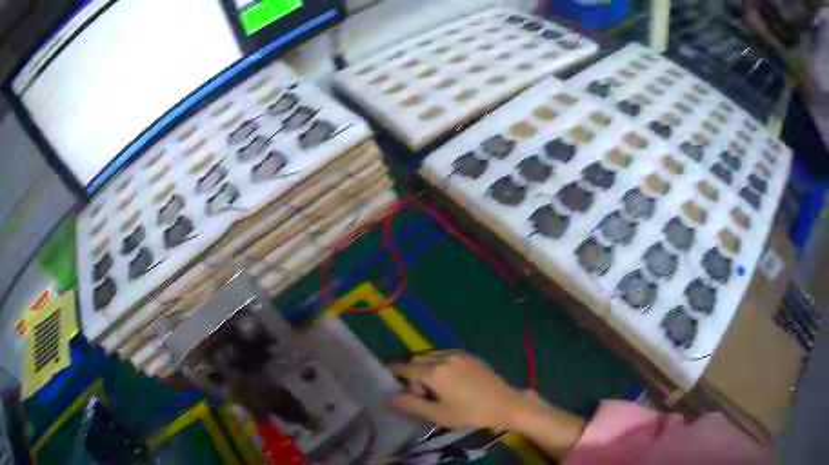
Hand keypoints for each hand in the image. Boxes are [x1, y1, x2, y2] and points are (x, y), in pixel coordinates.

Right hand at [388, 351, 522, 429]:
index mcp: (434, 372)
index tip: (387, 374)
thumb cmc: (470, 412)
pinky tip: (450, 379)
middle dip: (413, 374)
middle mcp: (444, 357)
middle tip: (423, 394)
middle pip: (417, 360)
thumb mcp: (438, 414)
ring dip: (426, 367)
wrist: (504, 404)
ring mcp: (458, 354)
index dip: (394, 371)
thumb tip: (389, 397)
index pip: (406, 368)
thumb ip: (411, 405)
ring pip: (431, 355)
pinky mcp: (469, 355)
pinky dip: (439, 362)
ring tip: (437, 388)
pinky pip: (445, 354)